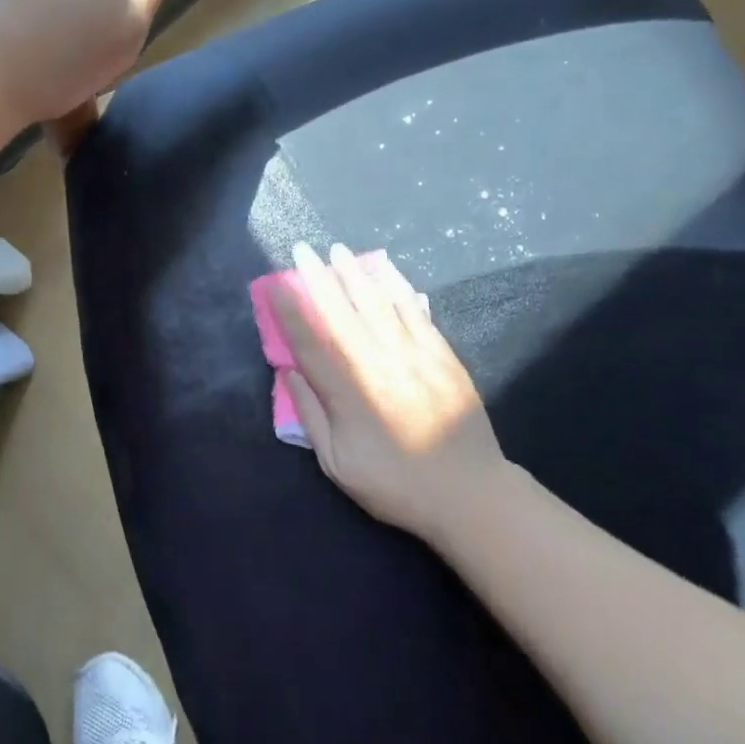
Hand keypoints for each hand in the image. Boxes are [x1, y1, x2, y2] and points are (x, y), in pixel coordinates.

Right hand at [273, 243, 509, 539]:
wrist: (469, 493)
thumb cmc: (396, 484)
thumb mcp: (338, 465)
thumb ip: (311, 416)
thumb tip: (289, 372)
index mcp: (349, 393)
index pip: (311, 342)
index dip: (290, 311)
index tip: (275, 285)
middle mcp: (378, 364)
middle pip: (342, 313)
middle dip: (318, 278)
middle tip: (303, 249)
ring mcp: (413, 355)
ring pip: (379, 304)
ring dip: (355, 274)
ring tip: (338, 251)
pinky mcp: (442, 355)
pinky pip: (415, 313)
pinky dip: (398, 289)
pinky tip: (387, 273)